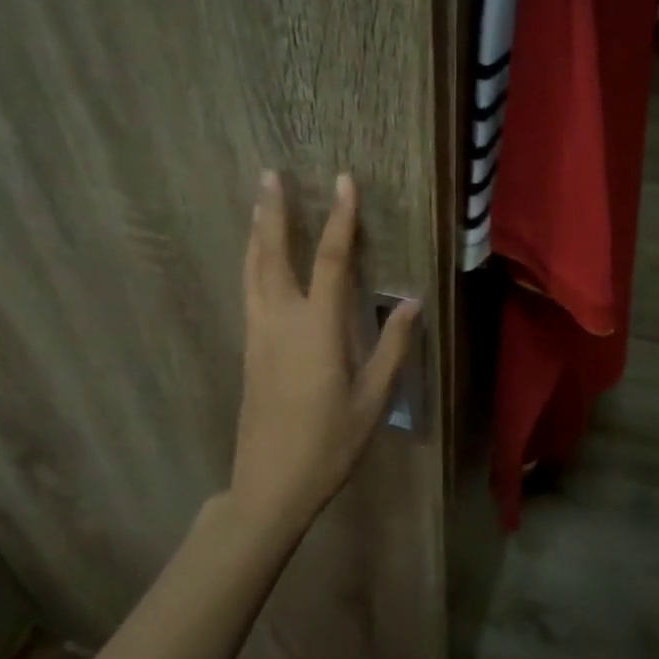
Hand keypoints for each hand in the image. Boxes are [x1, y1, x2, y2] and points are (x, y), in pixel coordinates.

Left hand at [229, 171, 419, 531]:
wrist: (270, 484)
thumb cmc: (329, 443)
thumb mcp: (372, 399)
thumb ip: (392, 347)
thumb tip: (410, 303)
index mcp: (317, 328)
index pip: (330, 259)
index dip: (339, 218)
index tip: (343, 182)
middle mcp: (280, 320)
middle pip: (272, 254)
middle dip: (273, 212)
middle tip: (269, 174)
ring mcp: (258, 334)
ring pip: (252, 271)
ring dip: (256, 233)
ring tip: (258, 204)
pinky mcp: (249, 350)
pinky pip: (248, 292)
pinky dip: (252, 264)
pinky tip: (256, 262)